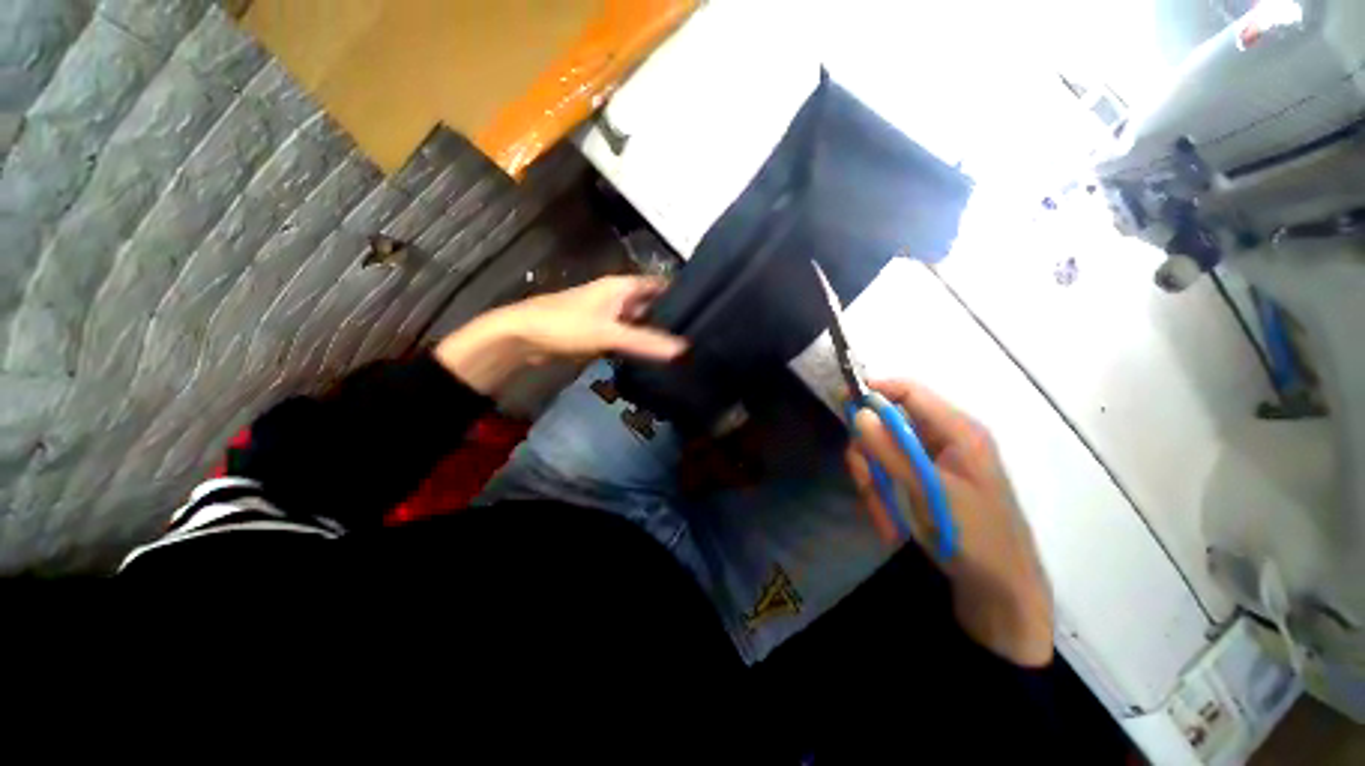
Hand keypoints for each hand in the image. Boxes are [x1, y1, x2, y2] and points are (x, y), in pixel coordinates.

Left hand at [434, 275, 685, 394]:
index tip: (709, 307)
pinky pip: (630, 337)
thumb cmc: (566, 325)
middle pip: (655, 305)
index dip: (684, 293)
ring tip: (689, 347)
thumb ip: (646, 342)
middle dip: (675, 317)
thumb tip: (685, 349)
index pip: (662, 285)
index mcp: (623, 286)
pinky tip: (659, 357)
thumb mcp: (609, 333)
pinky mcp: (603, 333)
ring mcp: (612, 316)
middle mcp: (621, 297)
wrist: (523, 338)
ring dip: (659, 333)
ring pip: (643, 323)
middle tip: (703, 334)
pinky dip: (643, 345)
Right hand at [845, 380, 1053, 666]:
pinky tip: (889, 522)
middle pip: (887, 425)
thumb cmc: (974, 536)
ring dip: (873, 482)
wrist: (998, 589)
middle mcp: (943, 439)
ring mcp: (931, 461)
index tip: (841, 403)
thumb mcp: (930, 492)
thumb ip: (892, 451)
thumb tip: (858, 413)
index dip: (874, 390)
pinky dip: (881, 495)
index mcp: (957, 430)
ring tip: (884, 515)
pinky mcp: (923, 480)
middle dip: (869, 454)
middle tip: (865, 483)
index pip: (909, 391)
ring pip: (881, 452)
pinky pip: (888, 474)